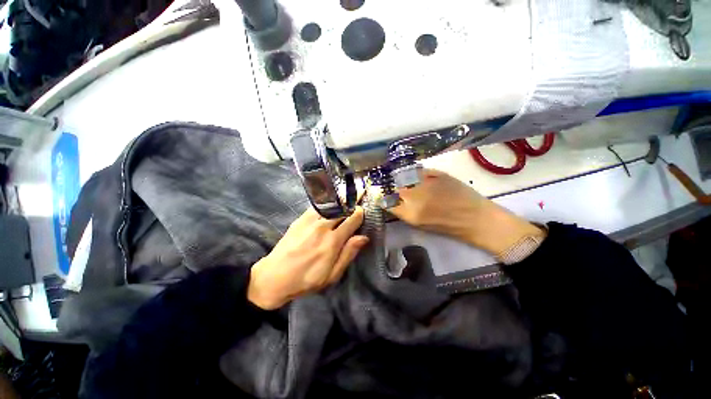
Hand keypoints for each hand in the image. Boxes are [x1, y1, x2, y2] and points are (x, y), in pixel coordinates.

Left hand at [247, 207, 368, 309]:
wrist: (274, 277)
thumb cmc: (306, 279)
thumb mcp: (332, 275)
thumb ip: (348, 253)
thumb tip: (363, 237)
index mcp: (333, 241)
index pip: (352, 219)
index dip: (360, 213)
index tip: (363, 211)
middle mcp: (323, 226)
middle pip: (342, 208)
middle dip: (351, 203)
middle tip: (359, 196)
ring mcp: (310, 220)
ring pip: (330, 204)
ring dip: (340, 200)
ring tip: (346, 196)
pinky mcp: (300, 219)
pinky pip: (317, 206)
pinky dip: (327, 203)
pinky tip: (330, 202)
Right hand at [390, 169, 542, 255]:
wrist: (477, 218)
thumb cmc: (449, 227)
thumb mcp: (421, 225)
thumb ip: (404, 213)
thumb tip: (392, 202)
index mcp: (412, 214)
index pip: (388, 203)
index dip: (384, 200)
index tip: (385, 199)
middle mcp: (416, 197)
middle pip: (396, 190)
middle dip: (395, 191)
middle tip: (399, 193)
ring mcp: (427, 183)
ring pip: (406, 179)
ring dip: (404, 182)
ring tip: (410, 185)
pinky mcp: (438, 174)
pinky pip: (419, 172)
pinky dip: (416, 175)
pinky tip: (420, 180)